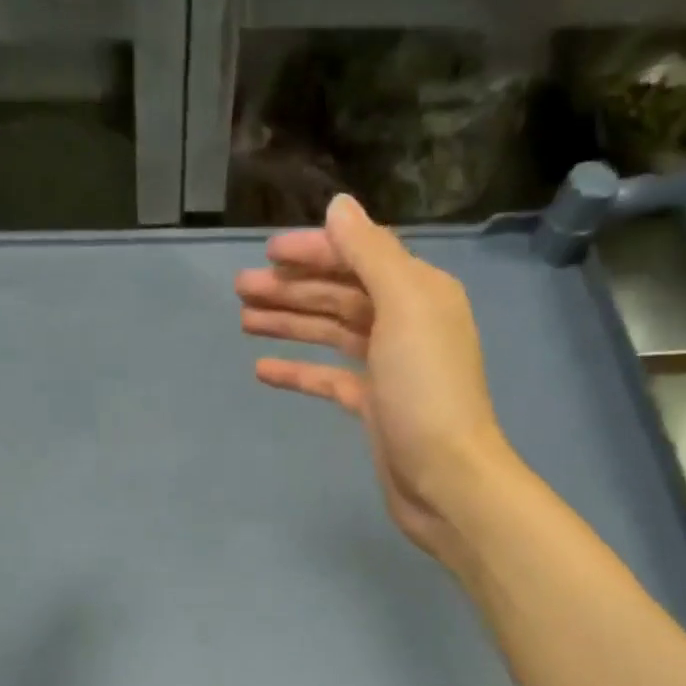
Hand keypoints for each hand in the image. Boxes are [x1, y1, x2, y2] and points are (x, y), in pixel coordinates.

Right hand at [235, 193, 520, 562]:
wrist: (445, 478)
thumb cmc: (425, 390)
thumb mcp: (403, 309)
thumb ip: (371, 254)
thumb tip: (340, 206)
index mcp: (418, 292)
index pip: (360, 256)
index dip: (314, 251)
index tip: (267, 253)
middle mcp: (405, 322)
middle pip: (341, 294)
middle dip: (292, 288)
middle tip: (239, 289)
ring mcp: (388, 367)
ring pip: (331, 333)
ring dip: (290, 323)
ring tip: (244, 320)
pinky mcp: (372, 405)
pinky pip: (330, 378)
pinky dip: (299, 371)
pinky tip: (262, 370)